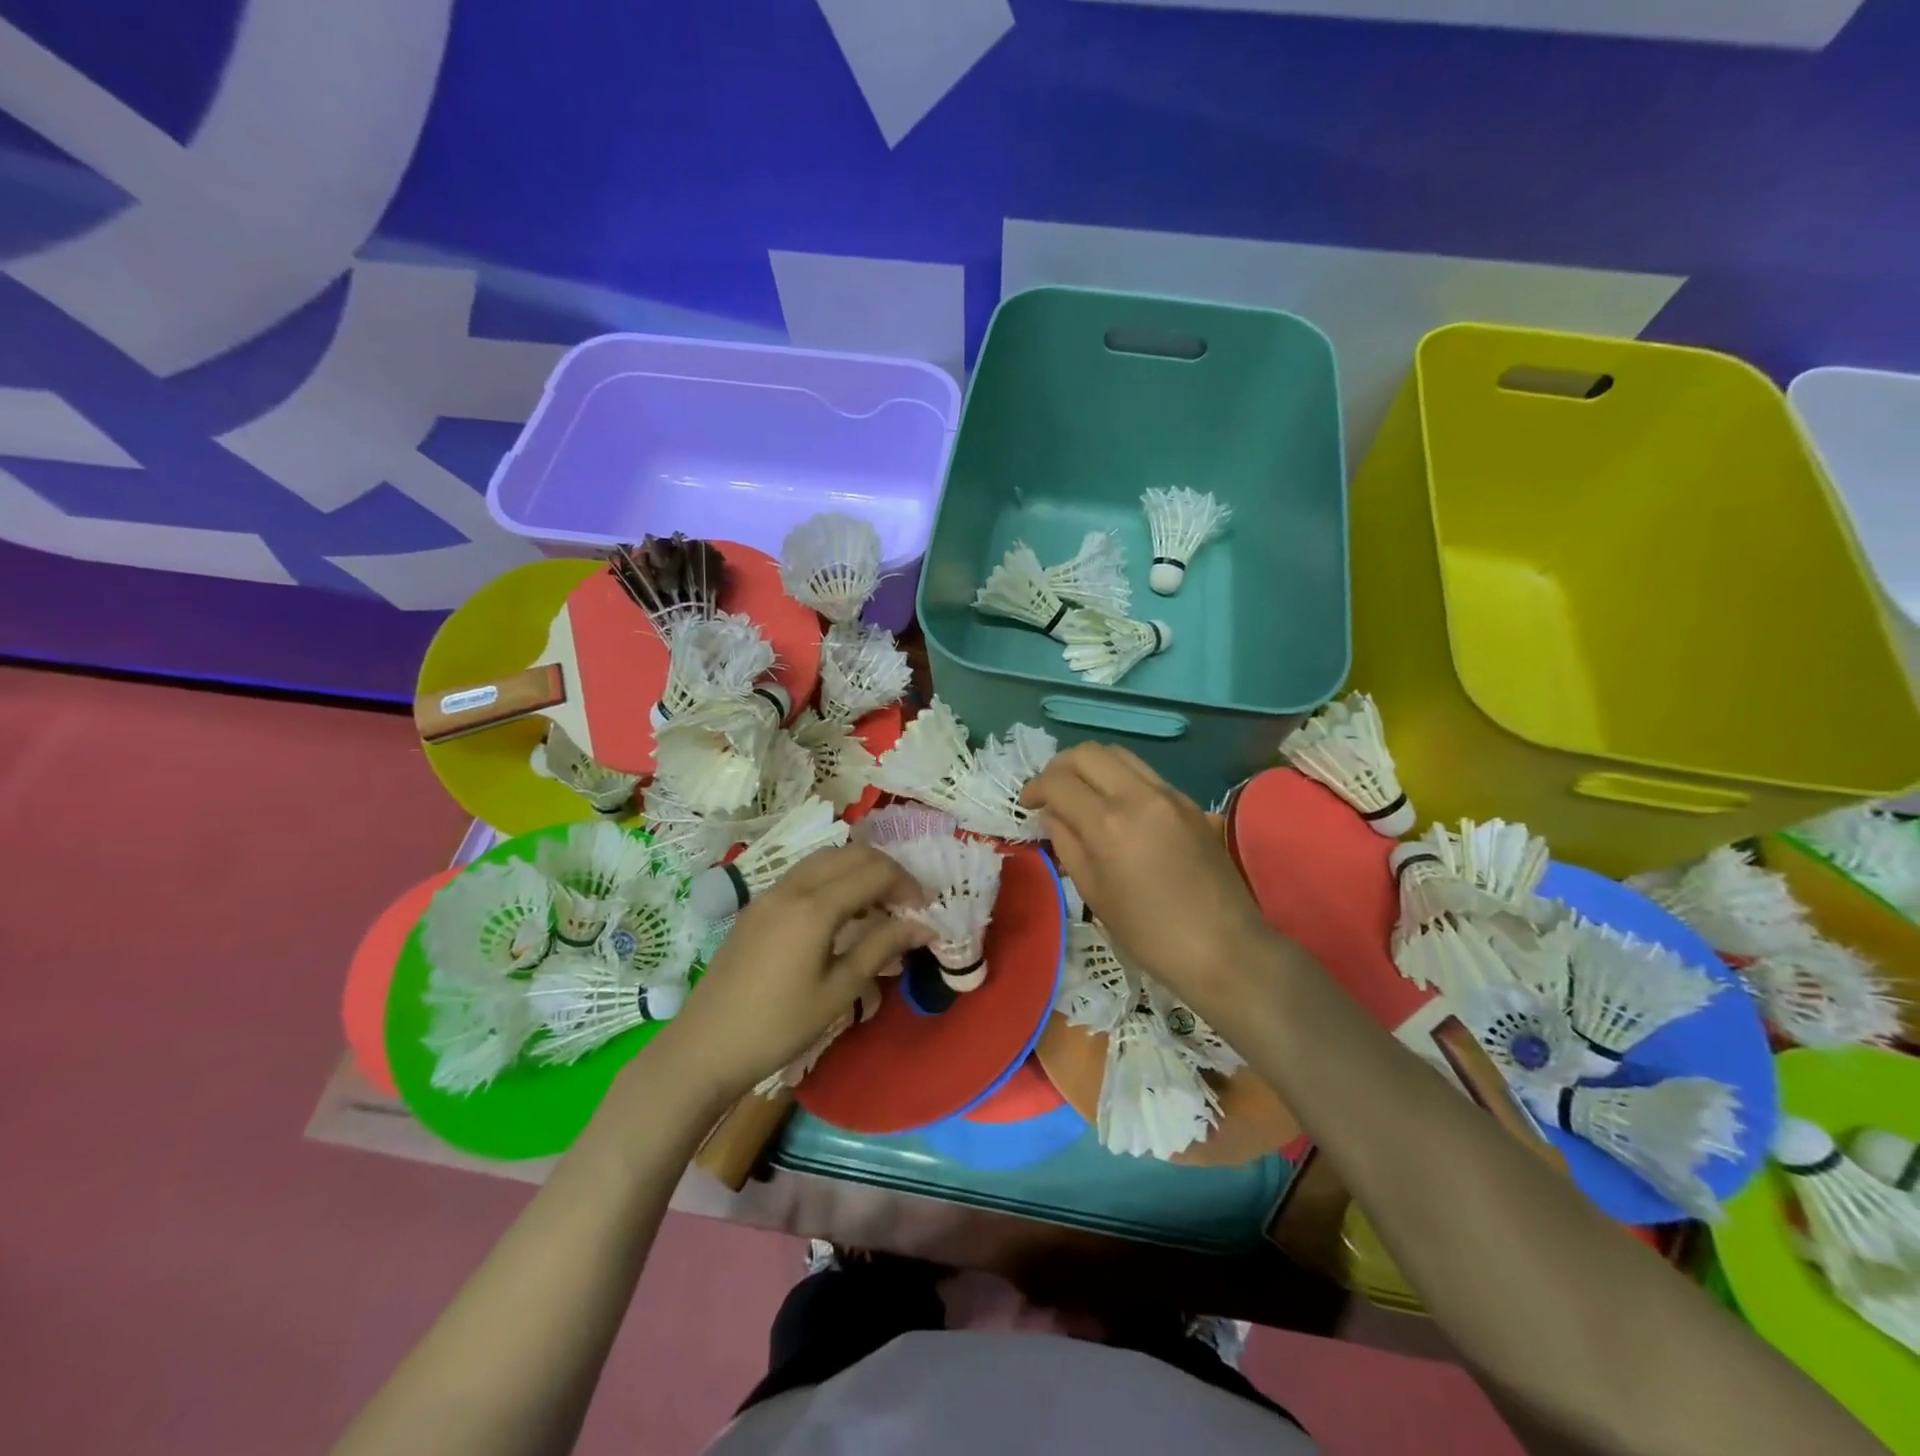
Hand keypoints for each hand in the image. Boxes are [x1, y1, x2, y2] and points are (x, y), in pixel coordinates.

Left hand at [651, 846, 928, 1100]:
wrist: (704, 1047)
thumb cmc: (778, 1026)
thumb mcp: (839, 991)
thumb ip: (881, 947)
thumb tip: (924, 925)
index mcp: (815, 907)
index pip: (875, 872)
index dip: (907, 885)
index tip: (924, 913)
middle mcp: (792, 887)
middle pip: (851, 854)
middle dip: (886, 870)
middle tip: (906, 904)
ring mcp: (769, 893)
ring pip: (825, 859)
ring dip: (858, 871)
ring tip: (877, 907)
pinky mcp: (757, 906)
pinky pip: (804, 874)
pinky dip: (832, 879)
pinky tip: (840, 914)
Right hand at [1022, 743, 1270, 1006]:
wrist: (1224, 948)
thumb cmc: (1149, 933)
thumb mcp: (1094, 893)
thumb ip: (1067, 844)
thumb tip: (1054, 815)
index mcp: (1109, 823)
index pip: (1059, 781)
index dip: (1035, 788)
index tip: (1027, 804)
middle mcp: (1139, 796)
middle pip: (1088, 753)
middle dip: (1060, 767)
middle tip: (1050, 792)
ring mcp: (1170, 795)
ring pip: (1119, 755)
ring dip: (1092, 767)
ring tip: (1081, 794)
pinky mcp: (1190, 803)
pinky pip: (1145, 774)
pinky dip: (1120, 779)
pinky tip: (1116, 808)